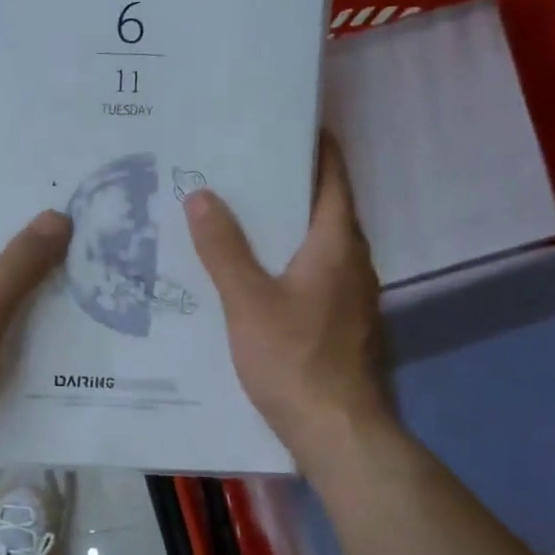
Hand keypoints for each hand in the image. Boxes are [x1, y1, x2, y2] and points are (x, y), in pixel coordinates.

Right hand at [182, 132, 393, 459]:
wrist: (337, 431)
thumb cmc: (294, 358)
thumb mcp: (247, 301)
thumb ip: (223, 248)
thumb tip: (201, 195)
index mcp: (336, 242)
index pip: (332, 174)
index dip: (313, 144)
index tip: (280, 122)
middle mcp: (353, 259)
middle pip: (323, 205)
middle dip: (286, 183)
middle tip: (237, 167)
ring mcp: (352, 293)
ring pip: (317, 242)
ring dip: (284, 224)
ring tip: (236, 213)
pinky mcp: (342, 321)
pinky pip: (314, 272)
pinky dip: (287, 258)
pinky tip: (252, 271)